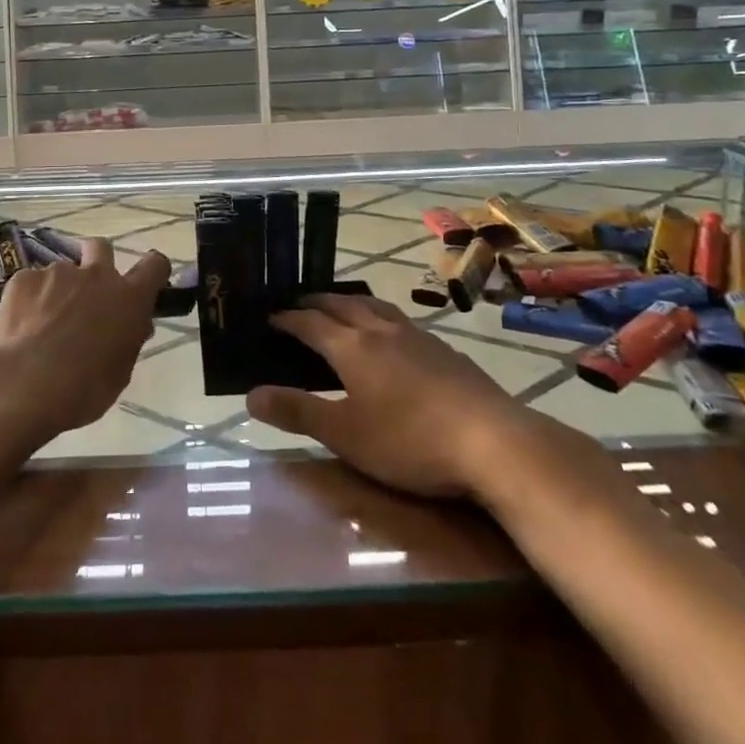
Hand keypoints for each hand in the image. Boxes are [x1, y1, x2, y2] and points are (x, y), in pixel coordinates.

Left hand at [0, 238, 168, 449]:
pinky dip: (29, 300)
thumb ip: (128, 340)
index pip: (154, 265)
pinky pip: (31, 283)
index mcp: (129, 298)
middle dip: (96, 261)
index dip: (151, 270)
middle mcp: (97, 275)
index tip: (144, 283)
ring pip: (62, 272)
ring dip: (58, 290)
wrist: (25, 386)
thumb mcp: (120, 372)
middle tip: (86, 292)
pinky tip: (21, 327)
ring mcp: (58, 273)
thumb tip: (133, 326)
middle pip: (101, 247)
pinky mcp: (24, 278)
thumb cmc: (84, 389)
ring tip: (42, 324)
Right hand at [247, 294, 523, 498]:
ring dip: (349, 303)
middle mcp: (381, 330)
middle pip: (341, 304)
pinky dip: (379, 317)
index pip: (309, 323)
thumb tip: (251, 395)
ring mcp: (417, 336)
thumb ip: (297, 413)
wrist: (493, 441)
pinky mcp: (444, 349)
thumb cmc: (409, 441)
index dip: (286, 319)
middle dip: (315, 302)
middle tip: (297, 305)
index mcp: (351, 347)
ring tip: (339, 308)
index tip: (268, 317)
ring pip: (374, 306)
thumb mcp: (345, 435)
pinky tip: (390, 336)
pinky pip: (400, 320)